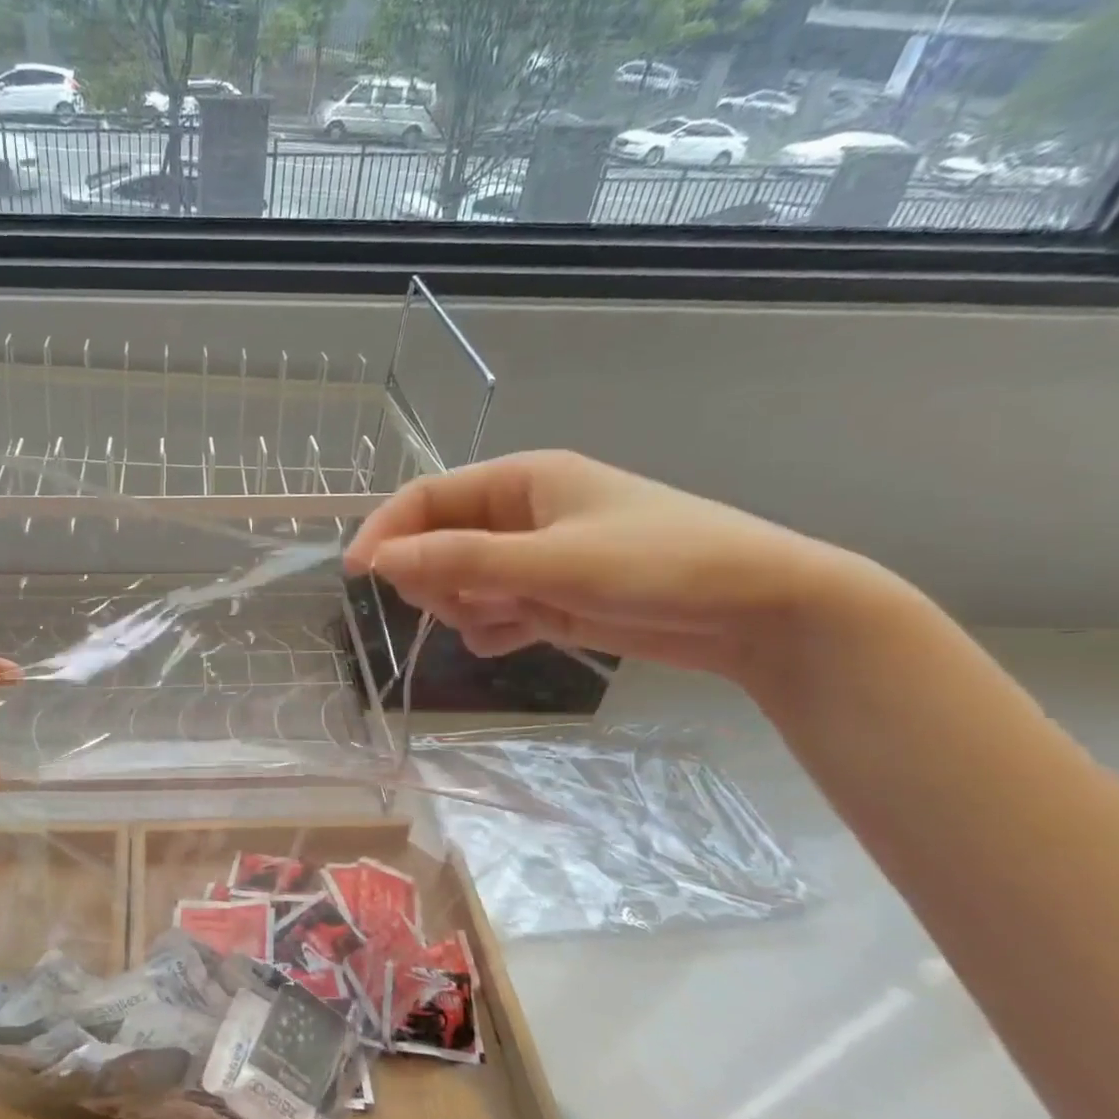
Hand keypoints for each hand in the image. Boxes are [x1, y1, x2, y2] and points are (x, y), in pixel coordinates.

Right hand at [345, 450, 877, 683]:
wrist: (759, 610)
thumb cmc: (660, 566)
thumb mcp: (553, 561)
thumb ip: (463, 559)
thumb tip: (381, 560)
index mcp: (521, 480)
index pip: (427, 498)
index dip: (387, 531)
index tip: (359, 575)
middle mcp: (522, 514)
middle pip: (437, 542)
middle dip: (436, 577)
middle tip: (464, 602)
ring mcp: (535, 557)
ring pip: (460, 581)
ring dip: (466, 606)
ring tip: (509, 620)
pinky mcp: (550, 596)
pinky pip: (491, 612)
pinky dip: (491, 629)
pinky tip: (516, 638)